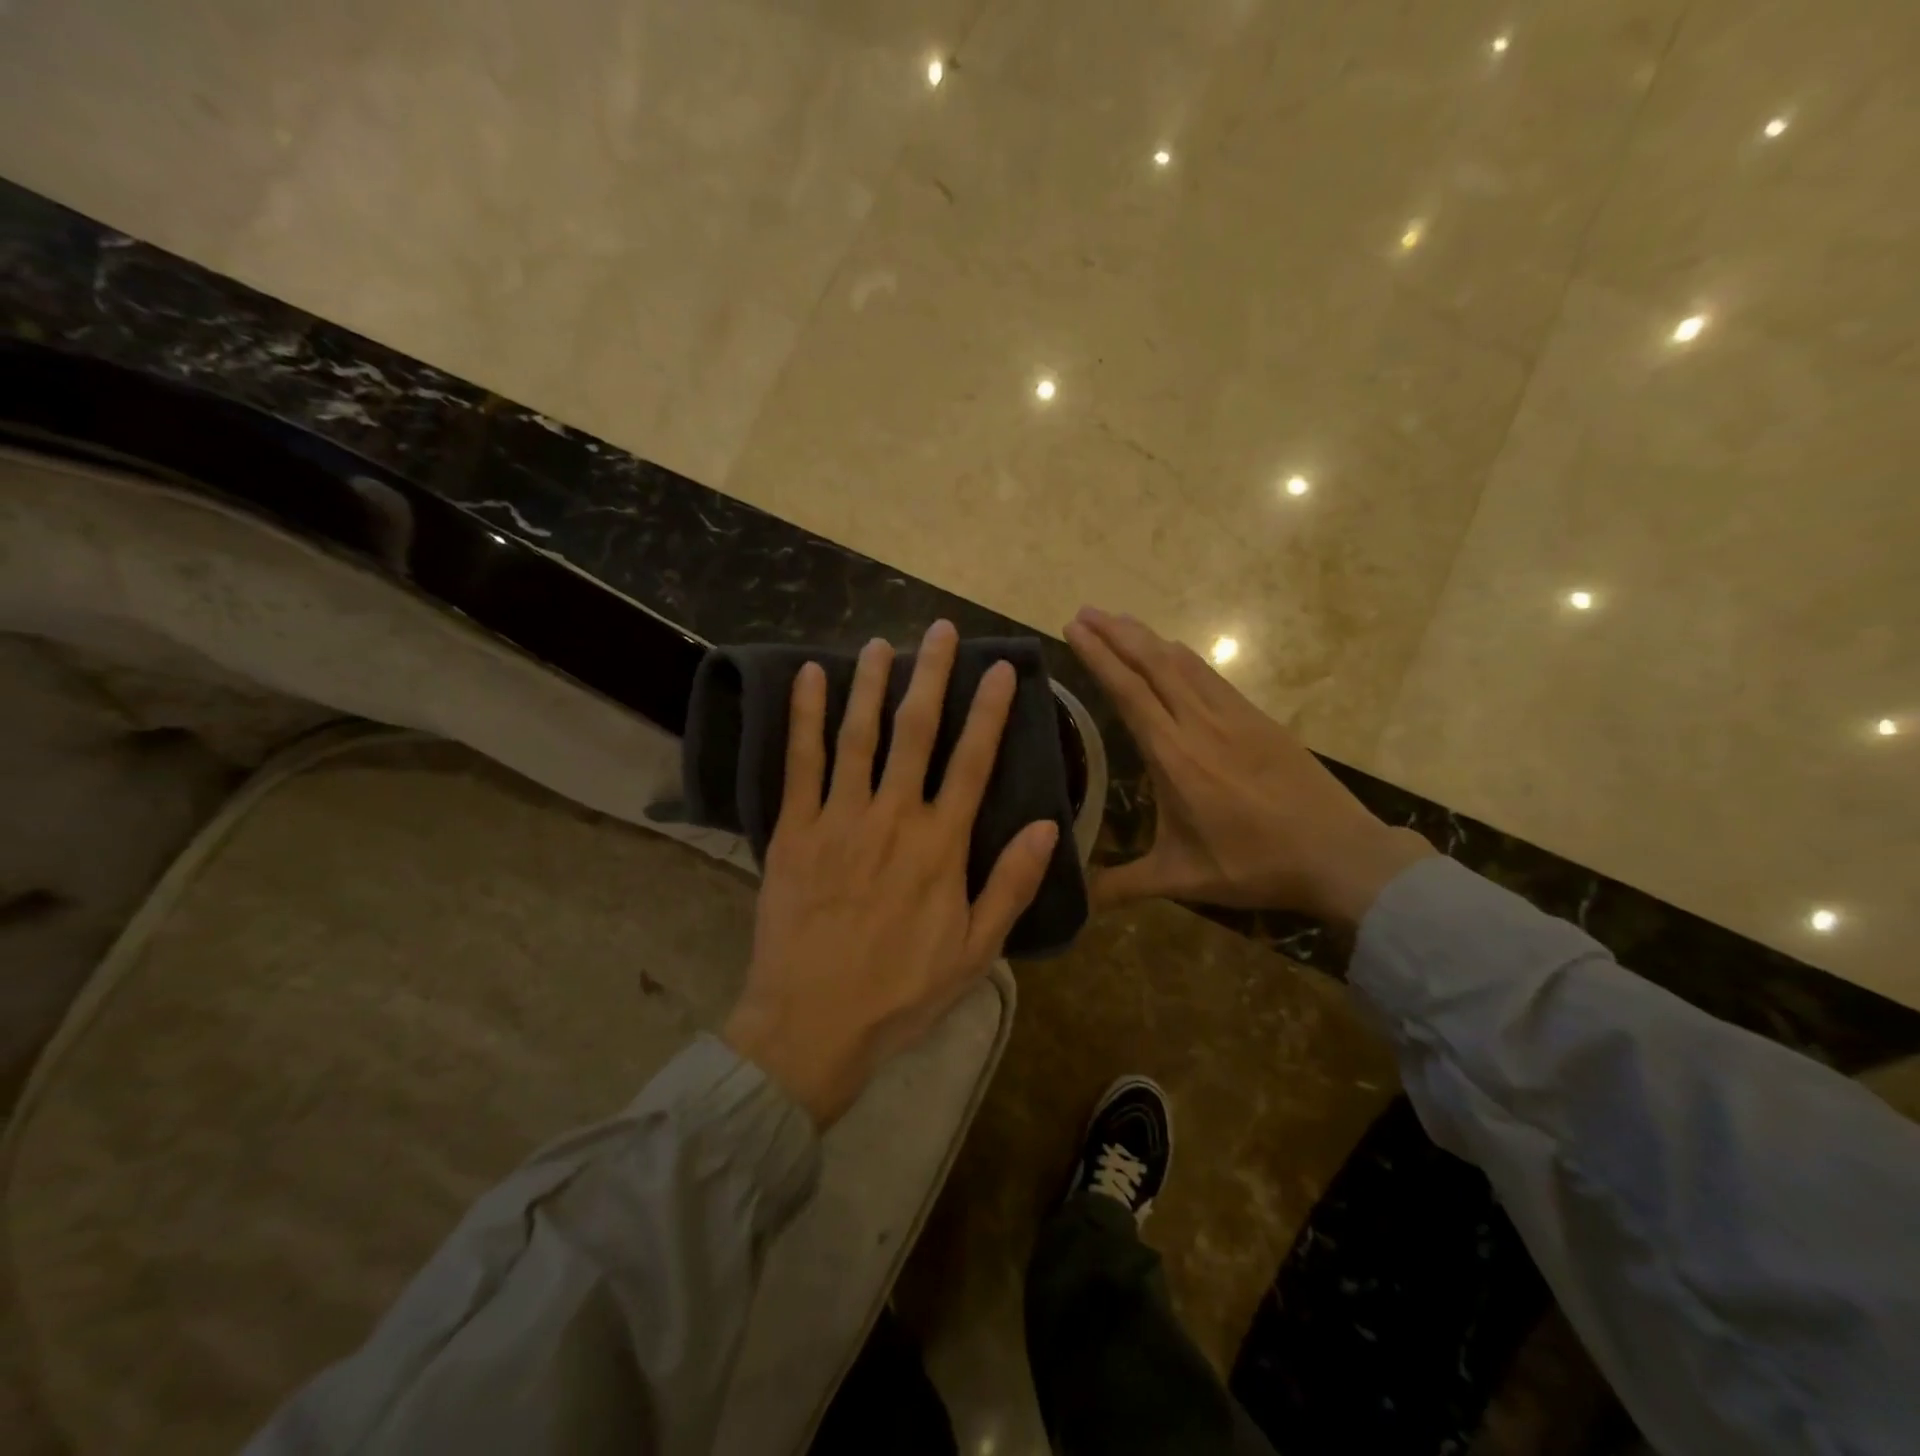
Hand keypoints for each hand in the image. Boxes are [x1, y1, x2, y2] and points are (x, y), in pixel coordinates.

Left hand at [724, 620, 1060, 1127]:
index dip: (989, 710)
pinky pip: (800, 762)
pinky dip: (804, 716)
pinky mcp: (794, 829)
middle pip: (916, 731)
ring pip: (858, 735)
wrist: (813, 1022)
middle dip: (931, 676)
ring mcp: (839, 817)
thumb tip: (1049, 827)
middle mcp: (893, 816)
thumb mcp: (976, 950)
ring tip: (880, 642)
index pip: (973, 761)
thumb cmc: (902, 990)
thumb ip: (1011, 884)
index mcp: (940, 844)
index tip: (1000, 667)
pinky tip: (808, 677)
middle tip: (939, 630)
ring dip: (870, 683)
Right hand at [1063, 607, 1433, 927]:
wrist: (1340, 853)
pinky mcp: (1257, 717)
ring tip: (1118, 622)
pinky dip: (1180, 655)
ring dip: (1146, 637)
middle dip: (1115, 632)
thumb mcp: (1182, 879)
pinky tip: (1172, 653)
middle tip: (1084, 611)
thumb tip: (1075, 902)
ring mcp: (1233, 715)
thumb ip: (1123, 886)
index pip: (1129, 691)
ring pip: (1182, 662)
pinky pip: (1210, 674)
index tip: (1073, 628)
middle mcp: (1199, 723)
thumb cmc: (1254, 864)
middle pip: (1152, 662)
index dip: (1098, 656)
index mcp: (1175, 756)